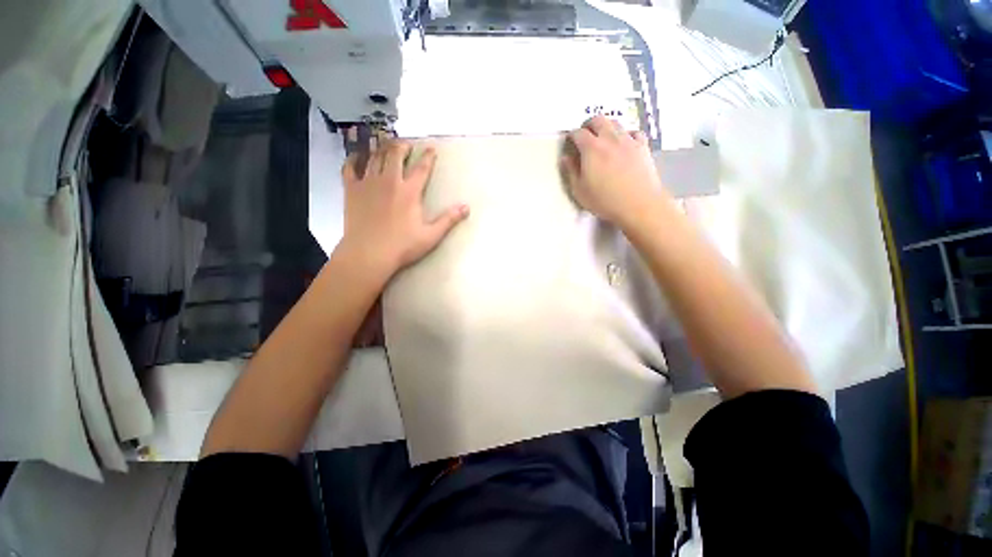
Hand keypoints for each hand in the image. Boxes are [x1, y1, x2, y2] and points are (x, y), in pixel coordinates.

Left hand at [339, 140, 468, 278]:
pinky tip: (357, 156)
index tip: (432, 148)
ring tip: (386, 145)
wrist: (369, 254)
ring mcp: (368, 183)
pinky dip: (354, 159)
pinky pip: (350, 168)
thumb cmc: (402, 246)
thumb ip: (449, 220)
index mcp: (410, 192)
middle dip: (402, 146)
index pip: (422, 168)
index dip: (428, 157)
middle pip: (395, 155)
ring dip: (382, 148)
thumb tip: (466, 207)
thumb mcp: (431, 235)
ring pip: (375, 157)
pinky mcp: (352, 190)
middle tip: (407, 145)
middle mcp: (389, 181)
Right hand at [560, 116, 668, 227]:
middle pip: (598, 120)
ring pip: (615, 123)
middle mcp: (609, 138)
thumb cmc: (605, 201)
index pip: (578, 133)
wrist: (638, 204)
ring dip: (606, 127)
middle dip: (588, 125)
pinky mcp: (642, 146)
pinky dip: (626, 134)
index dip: (571, 136)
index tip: (570, 143)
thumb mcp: (580, 191)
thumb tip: (565, 158)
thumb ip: (571, 172)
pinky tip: (624, 144)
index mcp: (591, 148)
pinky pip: (633, 132)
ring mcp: (628, 140)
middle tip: (585, 136)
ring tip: (602, 139)